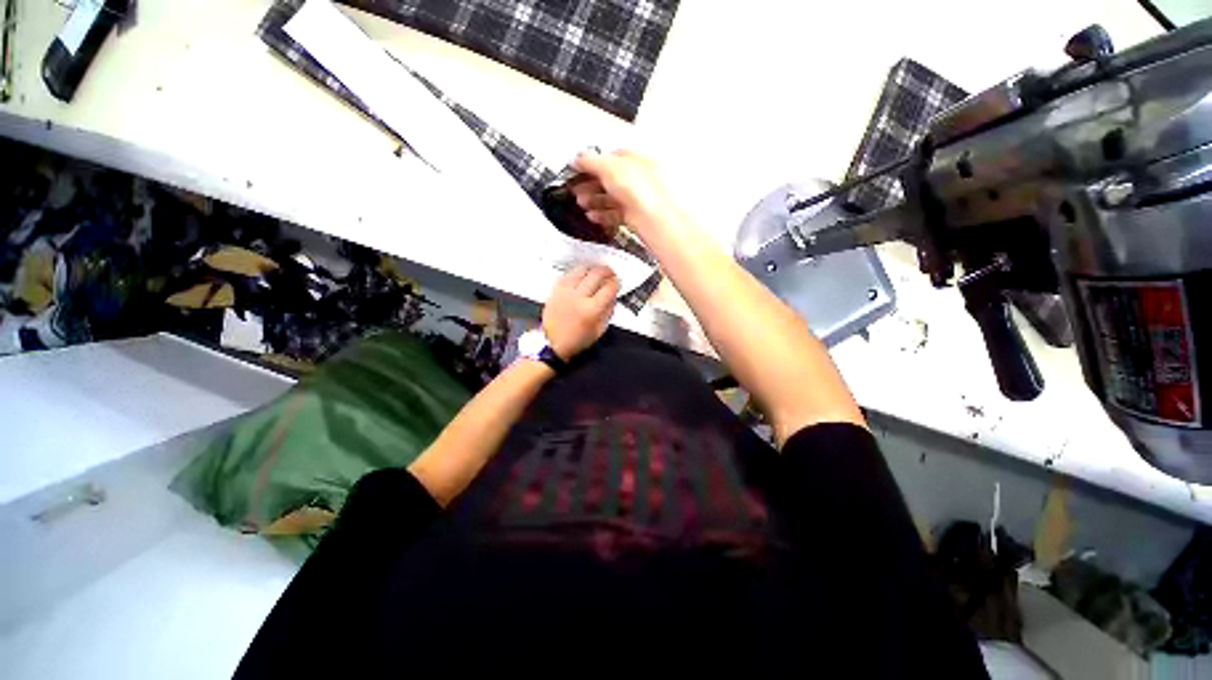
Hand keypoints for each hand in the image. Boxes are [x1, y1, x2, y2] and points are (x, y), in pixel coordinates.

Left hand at [542, 265, 618, 359]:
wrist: (552, 343)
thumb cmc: (576, 340)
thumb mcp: (599, 330)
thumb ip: (608, 311)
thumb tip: (613, 296)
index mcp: (591, 310)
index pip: (609, 288)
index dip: (616, 283)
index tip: (617, 283)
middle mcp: (578, 298)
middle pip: (596, 275)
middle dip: (607, 272)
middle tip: (610, 274)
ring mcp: (565, 292)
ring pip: (582, 270)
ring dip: (592, 269)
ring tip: (597, 271)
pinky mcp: (556, 290)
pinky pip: (569, 274)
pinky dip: (578, 273)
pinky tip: (582, 275)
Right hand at [571, 150, 679, 239]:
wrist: (651, 219)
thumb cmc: (639, 190)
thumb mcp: (608, 166)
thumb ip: (590, 161)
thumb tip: (578, 158)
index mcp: (636, 160)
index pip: (611, 157)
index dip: (594, 162)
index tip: (579, 168)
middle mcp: (638, 179)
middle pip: (610, 179)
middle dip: (591, 183)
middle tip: (577, 187)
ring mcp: (636, 199)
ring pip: (611, 198)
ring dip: (594, 199)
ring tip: (581, 202)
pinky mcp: (634, 217)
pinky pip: (615, 214)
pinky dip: (602, 215)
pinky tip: (592, 216)